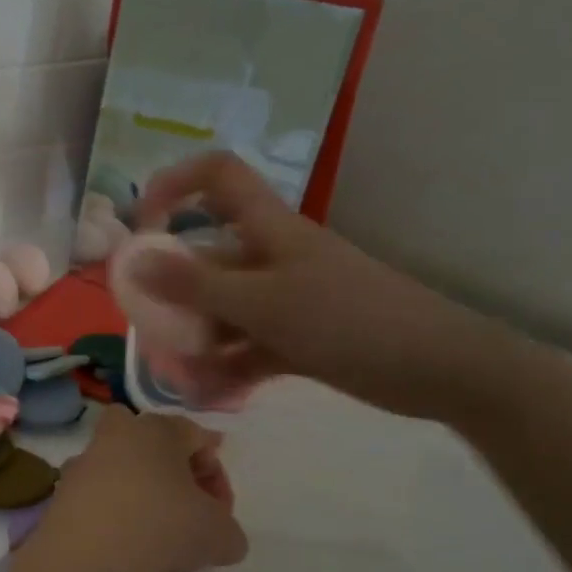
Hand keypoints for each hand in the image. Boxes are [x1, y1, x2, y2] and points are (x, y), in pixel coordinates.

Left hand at [0, 409, 245, 571]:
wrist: (88, 563)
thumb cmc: (163, 529)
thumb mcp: (219, 534)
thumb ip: (228, 530)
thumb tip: (222, 538)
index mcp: (155, 429)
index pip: (196, 436)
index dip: (216, 473)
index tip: (222, 512)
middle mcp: (113, 437)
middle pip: (146, 440)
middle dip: (167, 466)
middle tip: (184, 505)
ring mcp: (81, 466)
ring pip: (117, 470)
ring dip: (138, 493)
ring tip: (156, 536)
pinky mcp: (59, 498)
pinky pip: (96, 499)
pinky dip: (112, 516)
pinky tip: (125, 548)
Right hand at [129, 151, 519, 422]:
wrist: (438, 368)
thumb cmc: (348, 320)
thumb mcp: (264, 303)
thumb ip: (196, 286)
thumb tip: (134, 262)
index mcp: (268, 229)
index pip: (217, 177)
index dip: (175, 185)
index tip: (141, 225)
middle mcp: (271, 258)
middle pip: (207, 257)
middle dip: (172, 291)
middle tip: (148, 326)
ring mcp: (285, 299)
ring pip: (223, 310)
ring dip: (196, 338)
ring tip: (179, 374)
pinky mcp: (296, 338)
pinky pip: (246, 346)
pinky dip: (225, 366)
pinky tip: (206, 393)